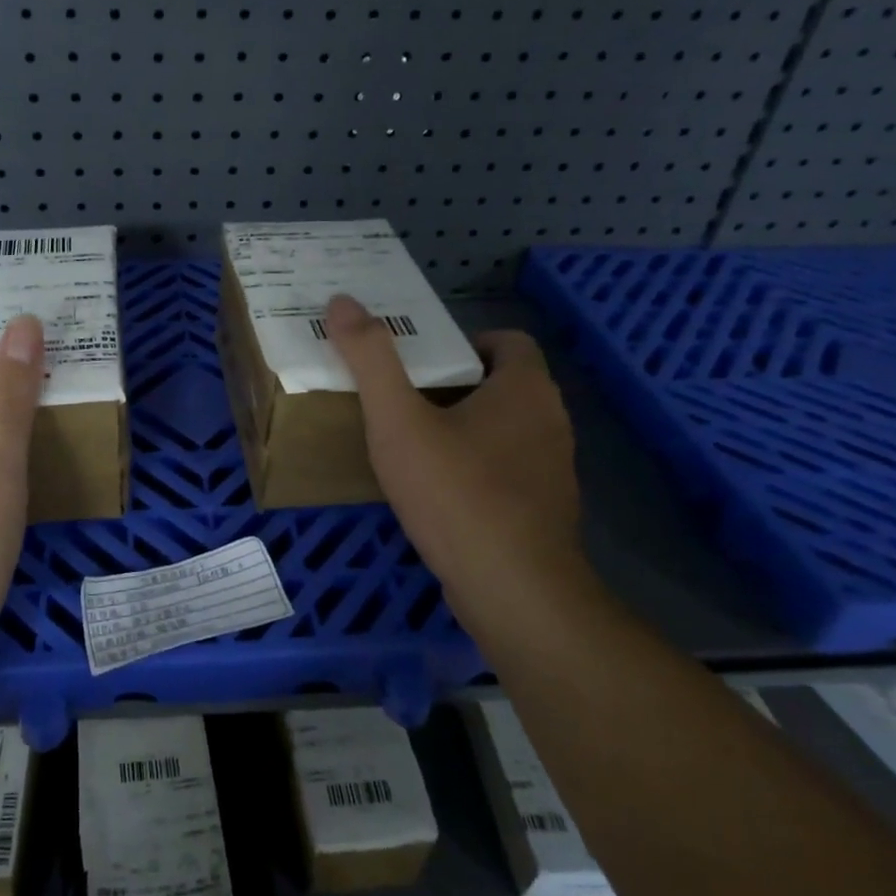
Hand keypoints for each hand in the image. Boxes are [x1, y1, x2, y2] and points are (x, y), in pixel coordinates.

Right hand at [322, 294, 590, 617]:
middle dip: (455, 383)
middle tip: (403, 394)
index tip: (423, 358)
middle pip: (503, 384)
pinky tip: (437, 491)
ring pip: (506, 429)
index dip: (466, 340)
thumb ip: (371, 360)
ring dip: (466, 426)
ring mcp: (553, 470)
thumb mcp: (399, 421)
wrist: (513, 593)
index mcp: (525, 389)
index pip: (509, 340)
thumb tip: (343, 301)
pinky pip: (508, 469)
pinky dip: (476, 467)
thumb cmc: (456, 493)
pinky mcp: (545, 511)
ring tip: (412, 441)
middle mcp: (551, 421)